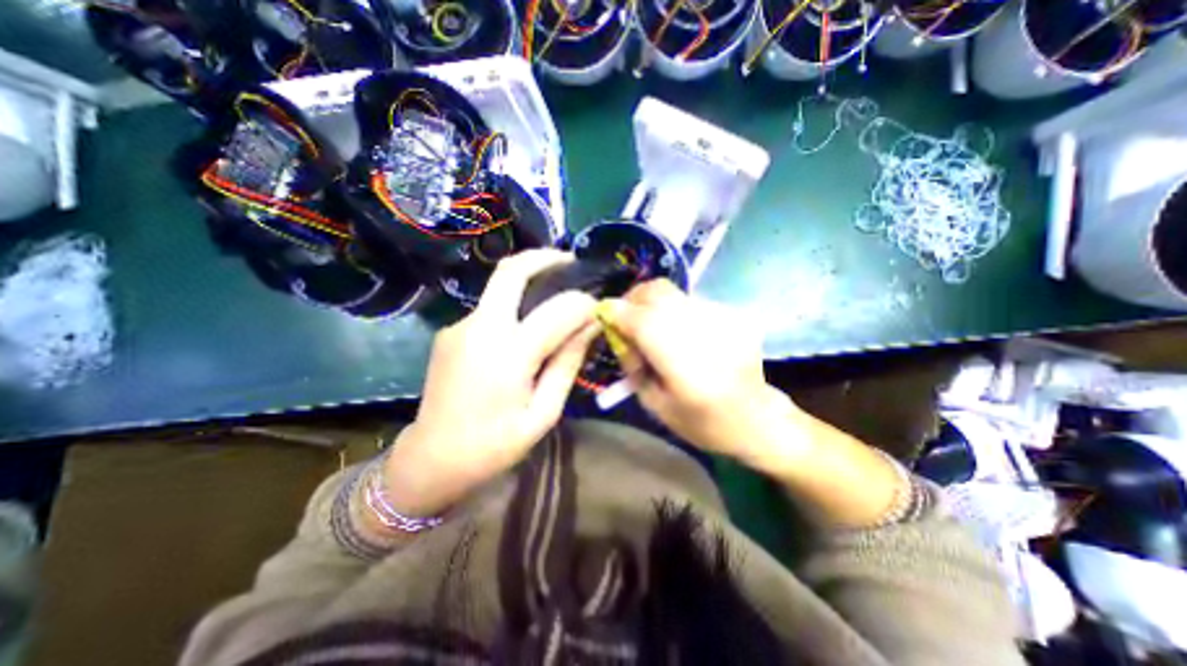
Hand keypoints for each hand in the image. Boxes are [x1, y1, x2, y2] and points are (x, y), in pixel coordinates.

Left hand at [384, 249, 598, 515]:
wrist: (431, 458)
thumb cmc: (494, 445)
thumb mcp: (543, 412)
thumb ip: (567, 363)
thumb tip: (590, 326)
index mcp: (507, 354)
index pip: (557, 309)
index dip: (583, 303)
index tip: (598, 307)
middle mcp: (479, 327)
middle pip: (511, 270)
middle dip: (545, 257)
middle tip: (571, 261)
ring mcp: (459, 325)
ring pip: (499, 286)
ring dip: (529, 281)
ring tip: (555, 295)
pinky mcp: (450, 331)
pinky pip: (489, 308)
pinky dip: (513, 306)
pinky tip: (524, 327)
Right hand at [606, 279, 906, 527]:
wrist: (758, 419)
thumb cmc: (703, 423)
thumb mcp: (655, 406)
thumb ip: (633, 366)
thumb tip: (618, 334)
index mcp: (685, 364)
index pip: (641, 321)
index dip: (617, 312)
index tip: (603, 314)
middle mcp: (705, 331)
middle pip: (658, 292)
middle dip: (633, 299)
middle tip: (626, 316)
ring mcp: (724, 317)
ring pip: (674, 293)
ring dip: (653, 304)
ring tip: (652, 326)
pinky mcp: (733, 314)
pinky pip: (690, 301)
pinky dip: (674, 311)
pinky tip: (679, 332)